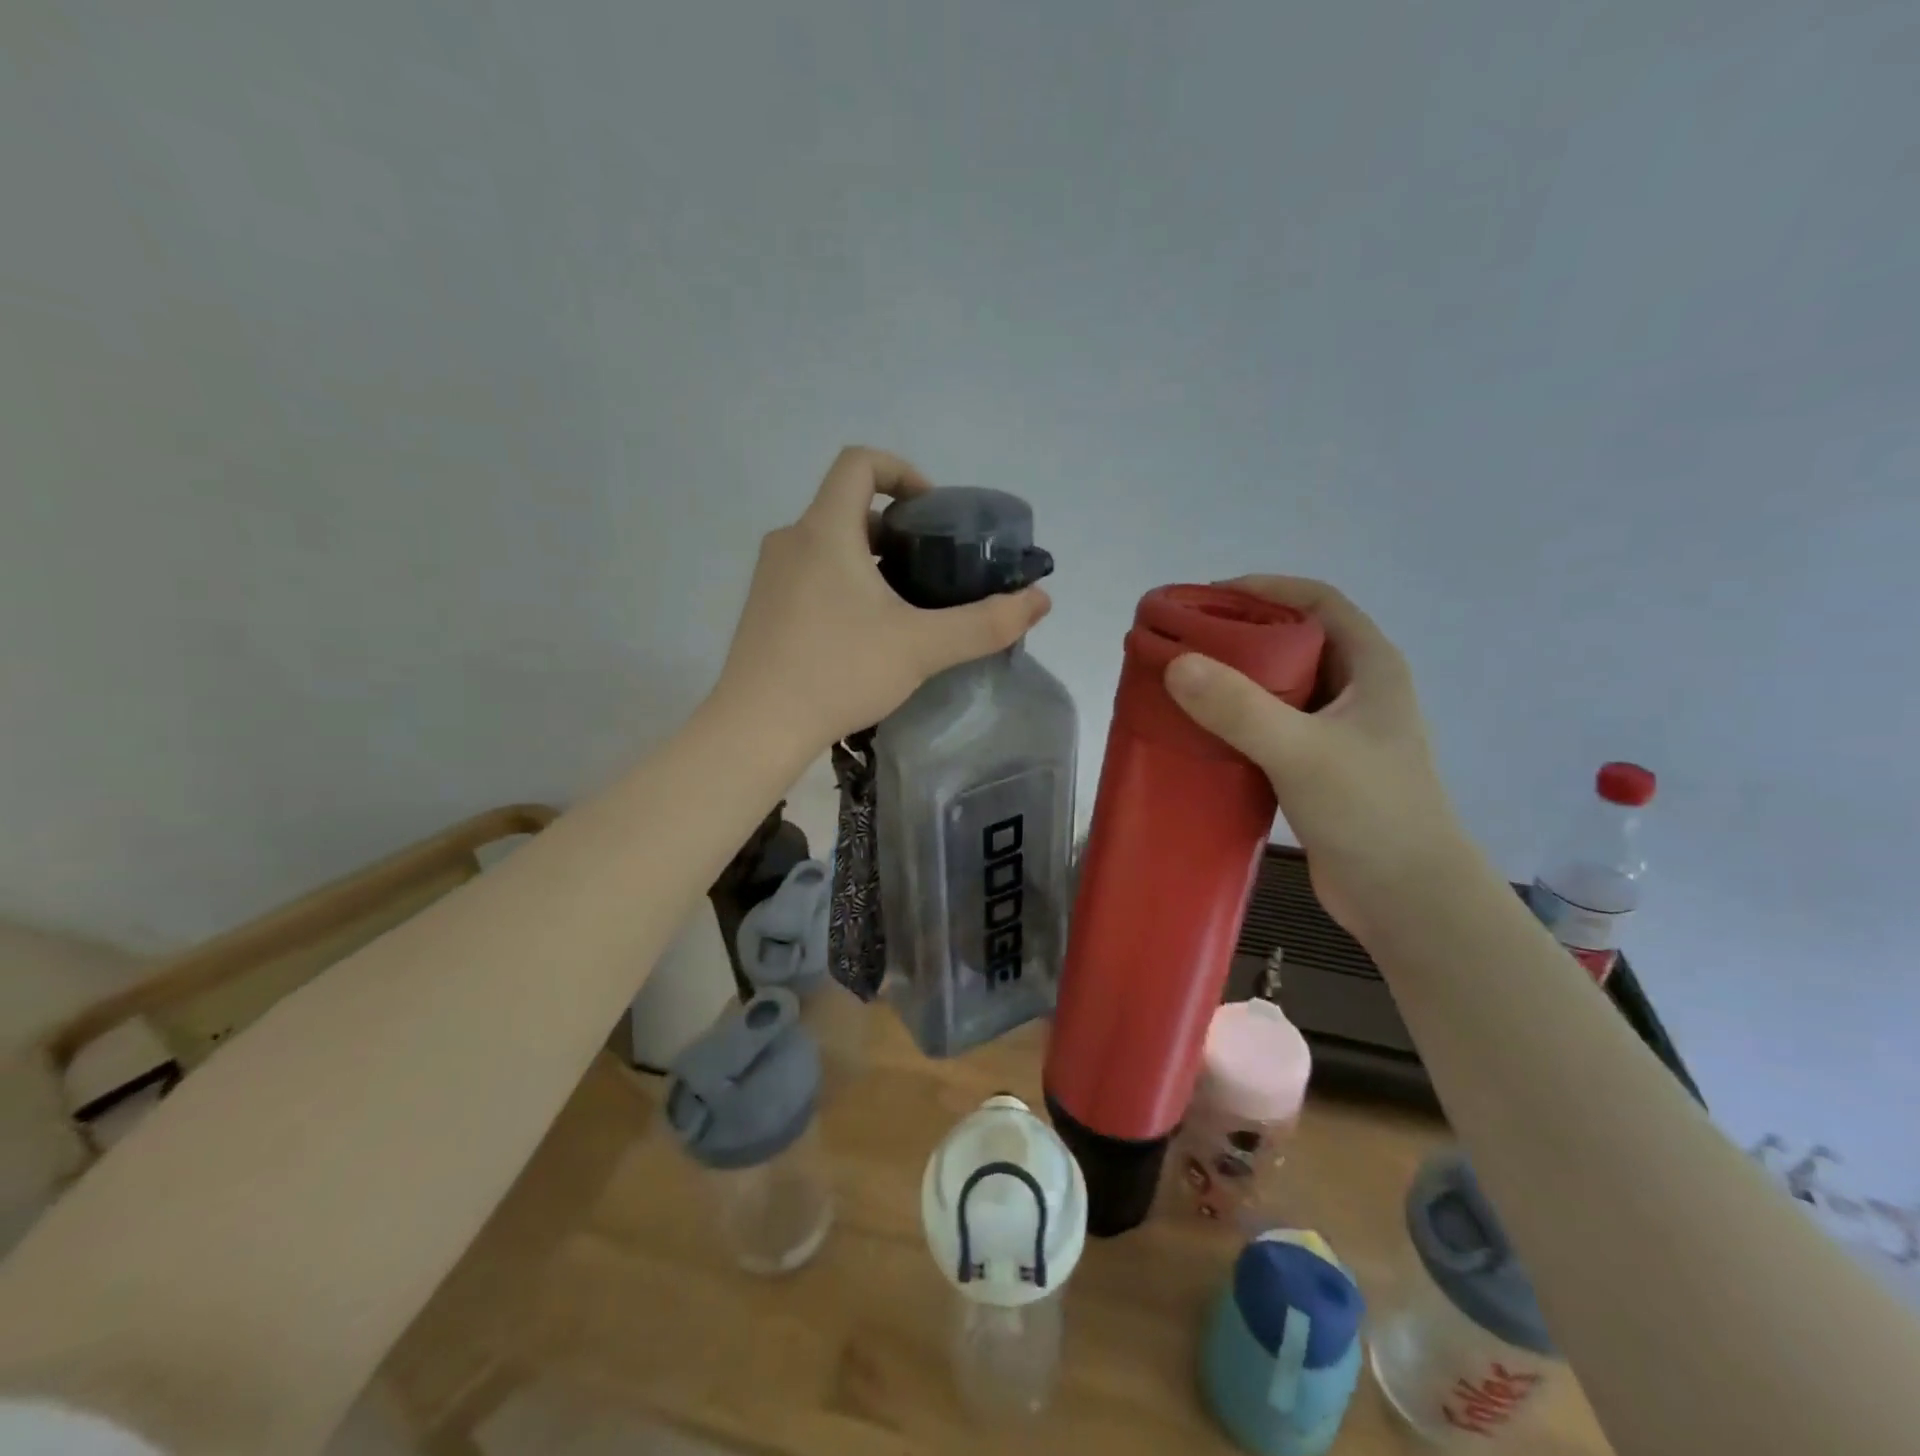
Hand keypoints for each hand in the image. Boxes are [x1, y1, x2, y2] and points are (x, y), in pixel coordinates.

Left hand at [712, 448, 1051, 749]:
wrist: (758, 726)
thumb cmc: (839, 672)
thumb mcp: (922, 647)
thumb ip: (985, 623)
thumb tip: (1041, 600)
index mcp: (825, 530)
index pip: (860, 463)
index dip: (902, 471)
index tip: (932, 512)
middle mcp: (791, 540)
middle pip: (847, 506)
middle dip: (895, 528)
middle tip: (930, 567)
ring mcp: (770, 575)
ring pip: (828, 544)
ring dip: (869, 558)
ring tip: (904, 604)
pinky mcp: (763, 607)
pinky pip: (810, 573)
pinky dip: (843, 582)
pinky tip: (864, 633)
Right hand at [1163, 576, 1468, 937]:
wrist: (1407, 899)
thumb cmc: (1370, 812)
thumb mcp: (1302, 751)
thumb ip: (1239, 708)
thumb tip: (1176, 663)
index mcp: (1370, 667)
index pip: (1318, 601)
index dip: (1265, 588)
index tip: (1208, 597)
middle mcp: (1356, 691)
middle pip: (1294, 640)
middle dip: (1240, 634)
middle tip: (1183, 642)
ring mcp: (1338, 732)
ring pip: (1280, 687)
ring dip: (1236, 680)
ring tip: (1182, 683)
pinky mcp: (1318, 768)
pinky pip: (1271, 726)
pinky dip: (1237, 721)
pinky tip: (1202, 733)